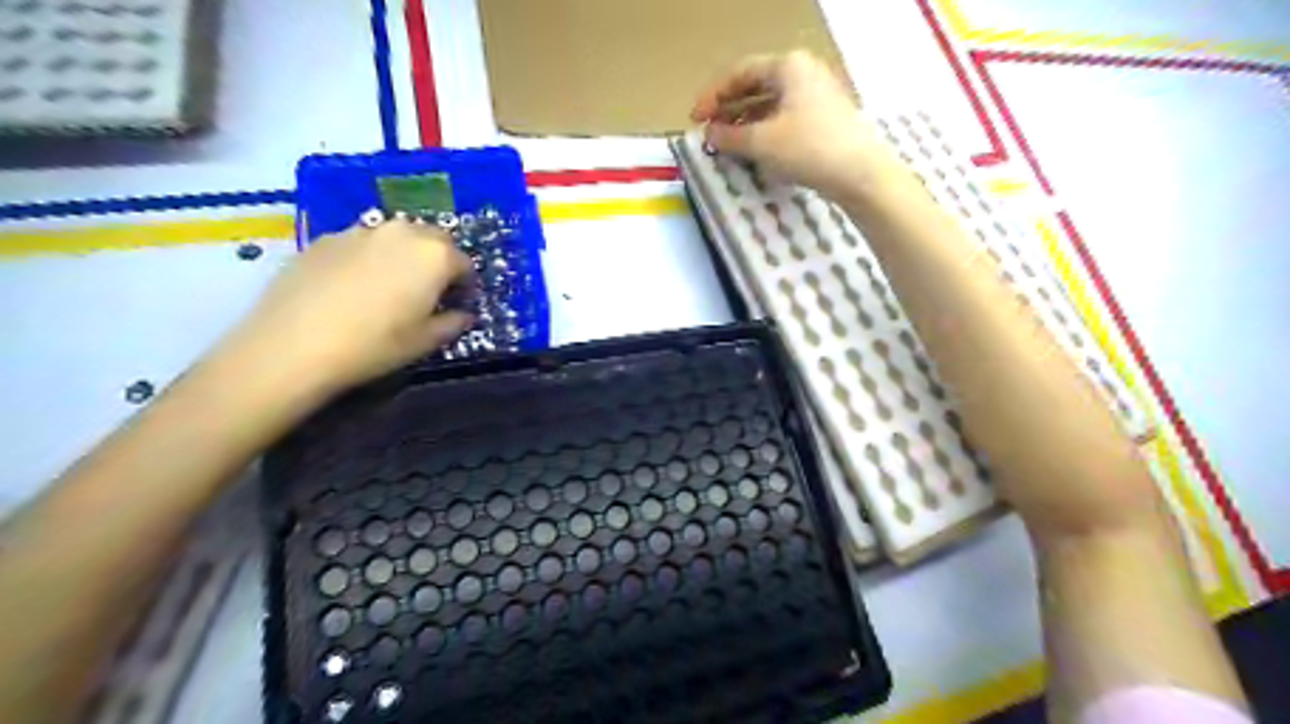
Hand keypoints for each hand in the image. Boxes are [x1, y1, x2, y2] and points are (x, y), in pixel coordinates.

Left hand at [224, 220, 471, 396]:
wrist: (293, 344)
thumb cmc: (375, 345)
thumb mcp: (425, 342)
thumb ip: (453, 323)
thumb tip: (463, 314)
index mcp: (435, 255)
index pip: (464, 263)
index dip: (465, 285)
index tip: (457, 304)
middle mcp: (402, 232)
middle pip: (433, 240)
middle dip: (438, 262)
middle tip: (428, 292)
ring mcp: (361, 231)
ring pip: (396, 237)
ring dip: (404, 256)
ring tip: (389, 287)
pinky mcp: (326, 238)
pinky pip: (362, 243)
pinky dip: (369, 258)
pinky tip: (353, 288)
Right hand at [689, 50, 893, 198]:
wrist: (860, 174)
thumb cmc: (808, 149)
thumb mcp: (761, 143)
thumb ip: (728, 136)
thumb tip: (709, 134)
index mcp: (788, 66)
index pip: (740, 73)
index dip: (713, 96)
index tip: (695, 119)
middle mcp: (804, 73)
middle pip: (756, 88)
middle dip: (729, 111)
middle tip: (709, 133)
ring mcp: (818, 96)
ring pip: (771, 106)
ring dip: (745, 124)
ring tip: (726, 145)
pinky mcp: (825, 120)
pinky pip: (785, 119)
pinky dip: (765, 133)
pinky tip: (754, 152)